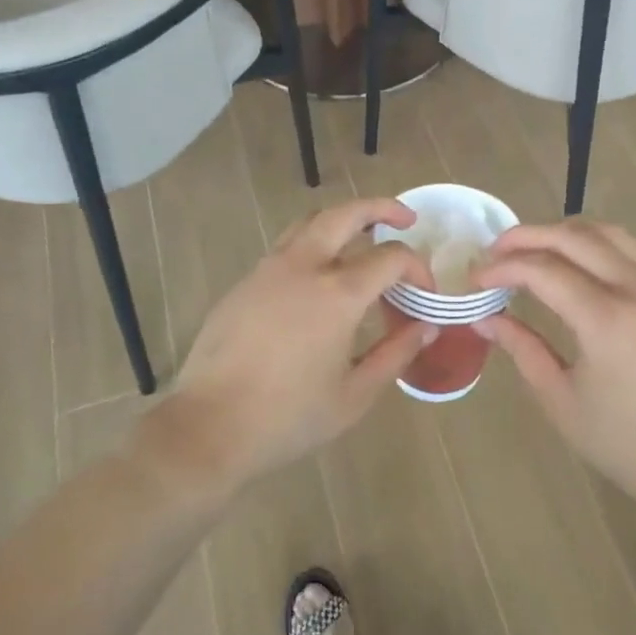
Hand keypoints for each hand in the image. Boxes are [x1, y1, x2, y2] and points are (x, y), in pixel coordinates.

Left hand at [161, 199, 434, 492]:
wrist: (209, 426)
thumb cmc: (289, 416)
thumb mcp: (355, 395)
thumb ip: (395, 354)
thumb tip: (426, 328)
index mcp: (338, 294)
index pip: (392, 257)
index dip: (417, 268)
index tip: (426, 293)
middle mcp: (304, 266)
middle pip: (347, 213)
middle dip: (382, 208)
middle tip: (405, 218)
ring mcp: (269, 269)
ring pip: (311, 222)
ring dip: (343, 220)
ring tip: (362, 237)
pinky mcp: (245, 282)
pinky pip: (287, 246)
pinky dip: (314, 244)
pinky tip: (319, 276)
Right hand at [475, 220, 635, 530]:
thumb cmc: (626, 443)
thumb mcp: (561, 400)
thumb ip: (522, 349)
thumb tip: (485, 319)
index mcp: (607, 320)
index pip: (544, 270)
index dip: (503, 268)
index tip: (475, 278)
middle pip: (574, 237)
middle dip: (527, 236)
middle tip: (494, 251)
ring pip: (607, 233)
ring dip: (562, 232)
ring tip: (530, 249)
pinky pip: (629, 251)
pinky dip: (593, 245)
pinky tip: (572, 265)